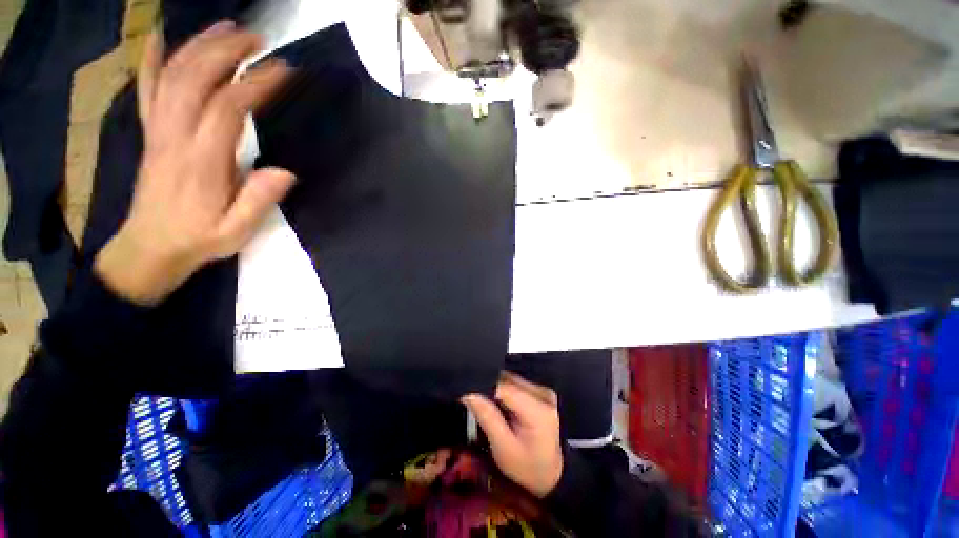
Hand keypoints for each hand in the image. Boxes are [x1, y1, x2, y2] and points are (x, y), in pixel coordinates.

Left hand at [95, 21, 294, 304]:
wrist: (150, 248)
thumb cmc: (199, 239)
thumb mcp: (236, 231)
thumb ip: (258, 201)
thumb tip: (286, 172)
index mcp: (201, 161)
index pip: (227, 109)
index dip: (255, 84)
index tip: (283, 71)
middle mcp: (175, 137)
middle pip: (195, 79)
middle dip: (227, 52)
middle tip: (257, 39)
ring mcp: (158, 131)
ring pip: (172, 76)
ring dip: (199, 46)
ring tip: (227, 28)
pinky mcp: (151, 132)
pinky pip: (147, 89)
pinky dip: (153, 60)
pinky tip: (165, 39)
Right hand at [462, 373, 563, 497]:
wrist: (550, 474)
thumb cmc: (526, 467)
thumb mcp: (503, 448)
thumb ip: (487, 417)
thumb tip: (468, 393)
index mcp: (538, 410)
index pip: (505, 388)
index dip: (483, 386)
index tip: (465, 392)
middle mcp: (543, 394)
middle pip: (508, 380)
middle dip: (488, 386)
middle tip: (471, 398)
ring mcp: (543, 391)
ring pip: (510, 379)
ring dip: (495, 387)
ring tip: (482, 400)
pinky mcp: (540, 391)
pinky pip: (515, 384)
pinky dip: (503, 390)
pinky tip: (497, 402)